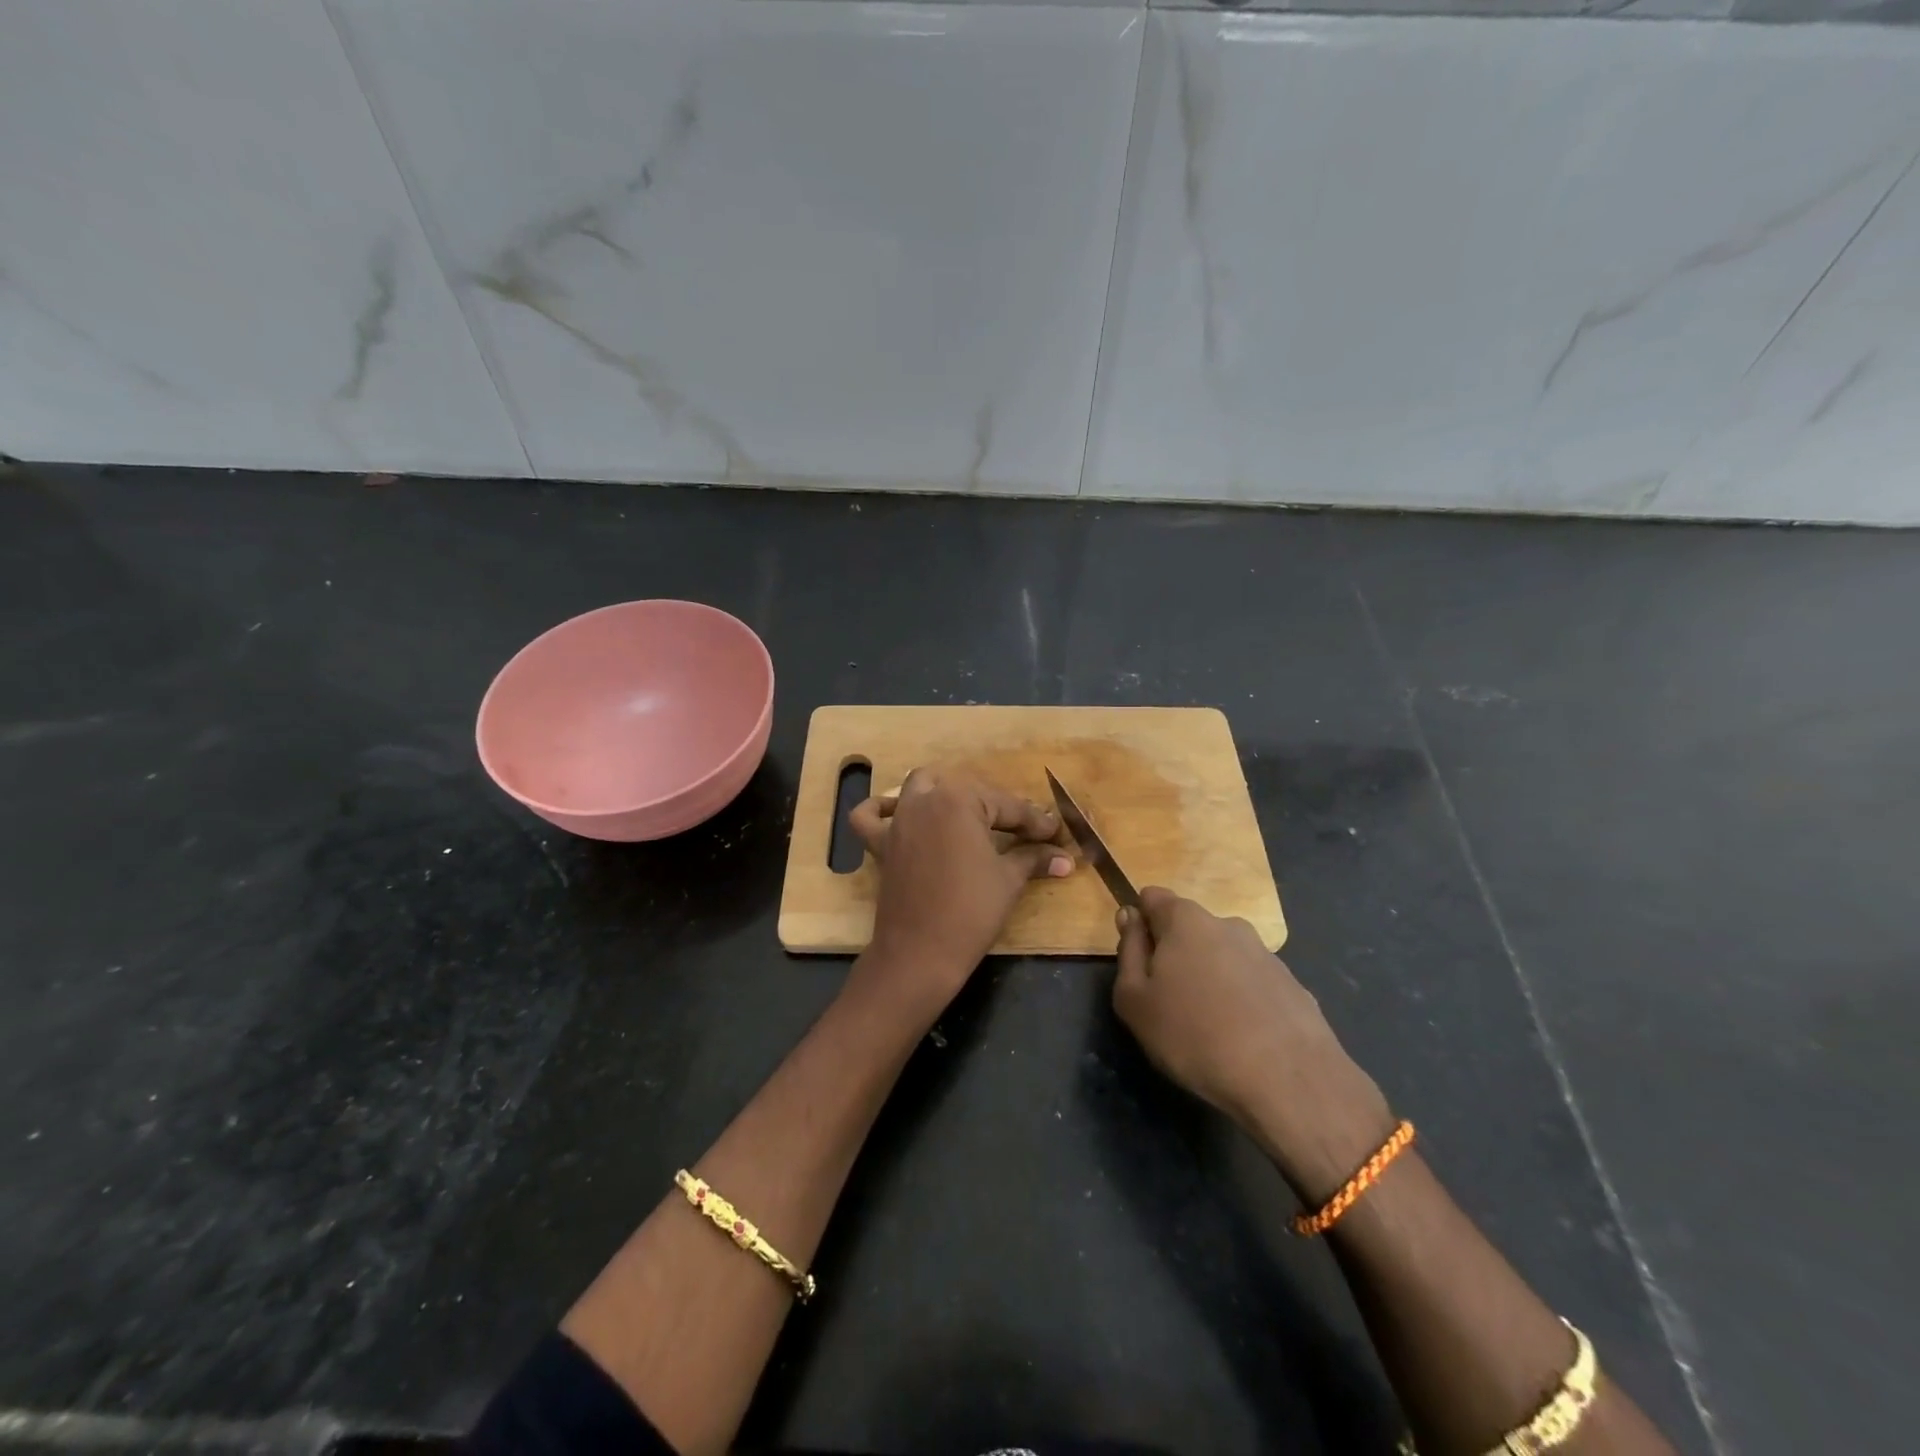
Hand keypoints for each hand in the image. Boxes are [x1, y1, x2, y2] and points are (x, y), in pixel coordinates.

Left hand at [848, 766, 1072, 1018]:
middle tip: (1024, 833)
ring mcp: (899, 820)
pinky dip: (880, 810)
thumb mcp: (1009, 880)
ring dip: (945, 793)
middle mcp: (925, 799)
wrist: (920, 953)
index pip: (1007, 806)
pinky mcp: (880, 844)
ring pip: (920, 787)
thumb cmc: (971, 911)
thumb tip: (1066, 858)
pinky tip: (898, 814)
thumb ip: (1035, 858)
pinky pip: (870, 817)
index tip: (1055, 833)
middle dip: (998, 808)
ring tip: (970, 815)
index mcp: (960, 799)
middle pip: (968, 792)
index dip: (1035, 822)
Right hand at [1113, 888, 1394, 1201]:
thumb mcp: (1135, 1000)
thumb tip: (1130, 916)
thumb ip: (1128, 951)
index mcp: (1185, 919)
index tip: (1138, 961)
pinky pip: (1252, 984)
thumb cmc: (1194, 1035)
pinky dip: (1241, 1000)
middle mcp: (1227, 924)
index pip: (1152, 897)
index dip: (1140, 923)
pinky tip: (1242, 1038)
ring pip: (1222, 956)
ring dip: (1210, 977)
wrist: (1288, 1080)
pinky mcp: (1293, 985)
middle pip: (1188, 927)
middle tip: (1168, 1001)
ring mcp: (1265, 954)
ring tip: (1208, 1026)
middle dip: (1175, 953)